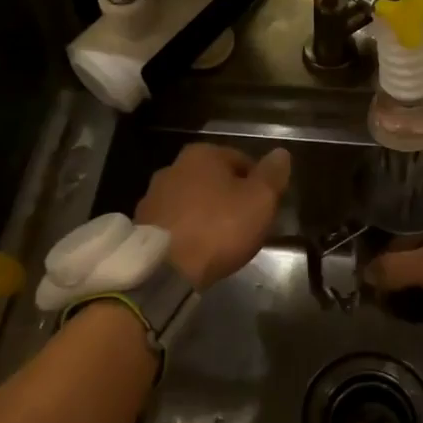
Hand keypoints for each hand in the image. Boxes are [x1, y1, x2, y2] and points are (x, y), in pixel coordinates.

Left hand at [136, 143, 291, 288]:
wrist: (165, 268)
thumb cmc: (218, 227)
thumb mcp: (260, 200)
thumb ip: (272, 175)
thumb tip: (281, 153)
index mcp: (203, 154)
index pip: (241, 159)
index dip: (258, 182)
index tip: (266, 206)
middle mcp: (173, 166)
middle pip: (214, 179)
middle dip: (230, 197)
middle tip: (247, 224)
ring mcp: (153, 195)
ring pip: (192, 200)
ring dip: (207, 214)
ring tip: (222, 240)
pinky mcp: (142, 224)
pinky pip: (175, 222)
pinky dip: (188, 230)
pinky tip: (198, 250)